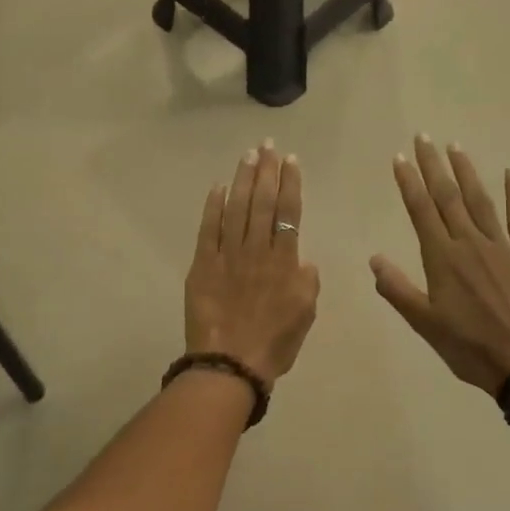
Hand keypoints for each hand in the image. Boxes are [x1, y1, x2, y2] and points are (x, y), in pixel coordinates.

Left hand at [185, 143, 319, 384]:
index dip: (290, 184)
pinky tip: (218, 187)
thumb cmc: (273, 344)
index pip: (289, 213)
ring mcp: (227, 255)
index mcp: (285, 262)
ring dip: (243, 180)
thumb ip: (307, 282)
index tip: (291, 161)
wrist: (230, 364)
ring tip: (248, 156)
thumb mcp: (305, 315)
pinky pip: (208, 229)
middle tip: (268, 146)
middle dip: (267, 171)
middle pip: (263, 203)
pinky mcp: (202, 265)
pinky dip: (213, 206)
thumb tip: (302, 260)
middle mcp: (257, 251)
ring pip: (237, 209)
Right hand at [371, 136, 509, 394]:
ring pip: (480, 201)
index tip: (400, 157)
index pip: (421, 211)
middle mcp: (470, 243)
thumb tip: (374, 258)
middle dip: (434, 166)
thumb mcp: (426, 324)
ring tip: (456, 147)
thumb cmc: (472, 348)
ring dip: (467, 172)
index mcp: (442, 259)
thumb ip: (398, 289)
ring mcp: (503, 247)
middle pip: (448, 197)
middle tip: (424, 138)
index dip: (409, 183)